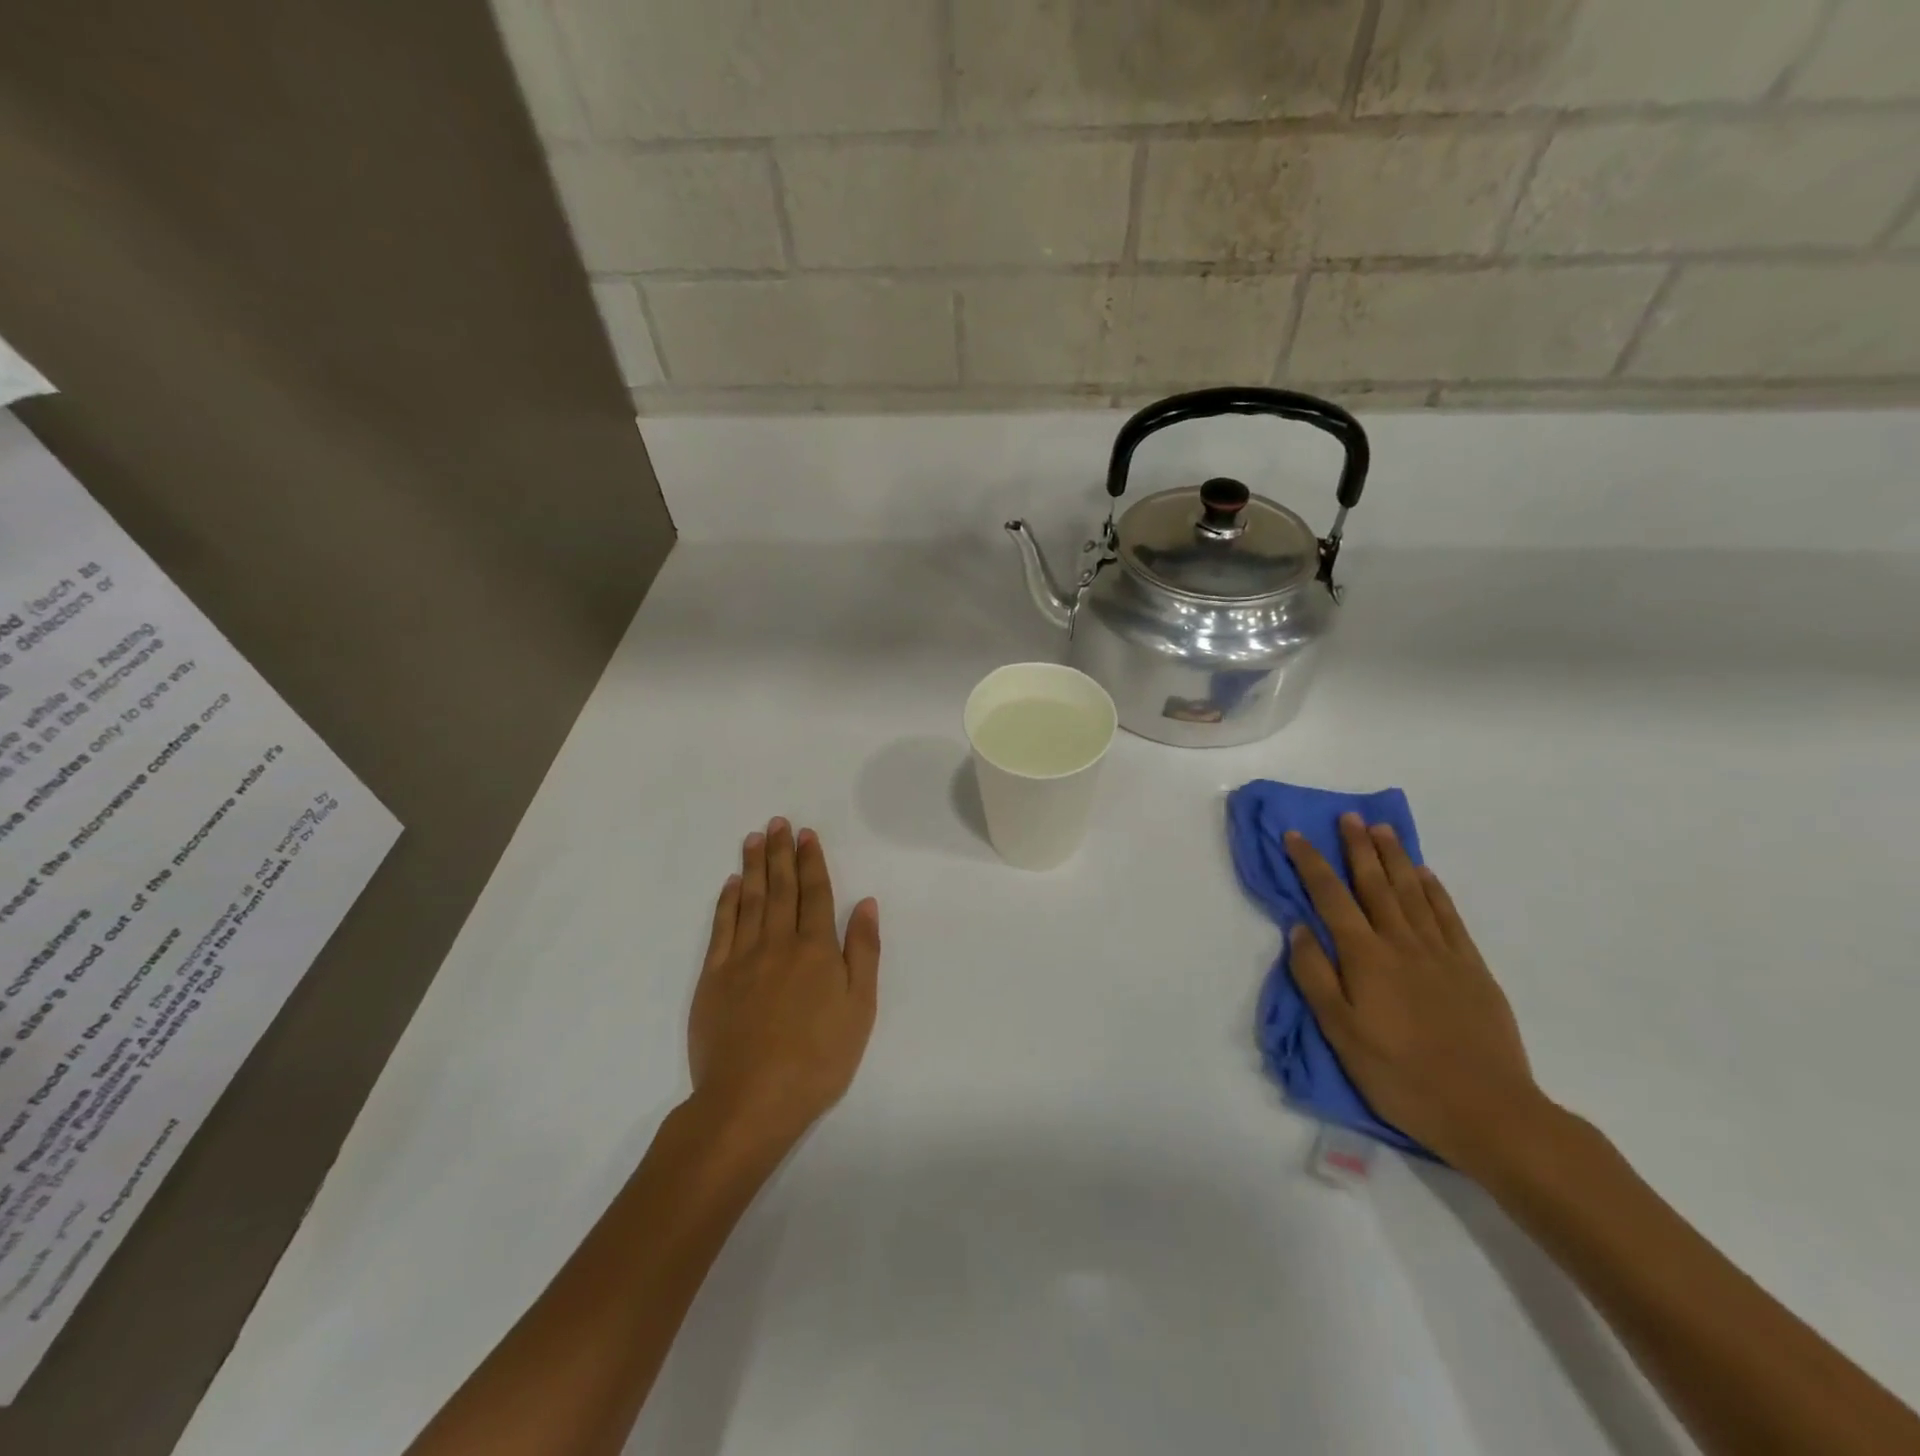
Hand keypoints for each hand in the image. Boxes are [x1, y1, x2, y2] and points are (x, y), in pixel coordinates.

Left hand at [688, 818, 879, 1153]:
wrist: (751, 1100)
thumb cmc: (818, 1059)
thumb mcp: (860, 1009)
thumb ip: (863, 952)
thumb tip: (864, 903)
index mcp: (817, 949)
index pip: (815, 893)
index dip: (811, 861)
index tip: (806, 834)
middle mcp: (778, 943)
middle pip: (780, 888)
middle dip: (781, 852)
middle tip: (778, 822)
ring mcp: (742, 958)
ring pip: (749, 900)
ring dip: (753, 866)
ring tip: (754, 838)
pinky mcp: (713, 977)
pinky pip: (721, 928)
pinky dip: (727, 902)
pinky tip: (731, 884)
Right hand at [1284, 814, 1547, 1170]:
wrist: (1489, 1111)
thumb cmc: (1400, 1075)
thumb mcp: (1340, 1033)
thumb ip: (1315, 976)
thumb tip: (1299, 927)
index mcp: (1364, 957)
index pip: (1330, 897)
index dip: (1310, 863)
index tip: (1295, 835)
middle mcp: (1400, 942)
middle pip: (1374, 883)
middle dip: (1357, 847)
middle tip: (1348, 816)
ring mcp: (1441, 953)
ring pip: (1412, 892)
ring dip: (1394, 858)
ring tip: (1382, 830)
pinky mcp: (1472, 968)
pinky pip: (1448, 916)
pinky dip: (1434, 890)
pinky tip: (1425, 875)